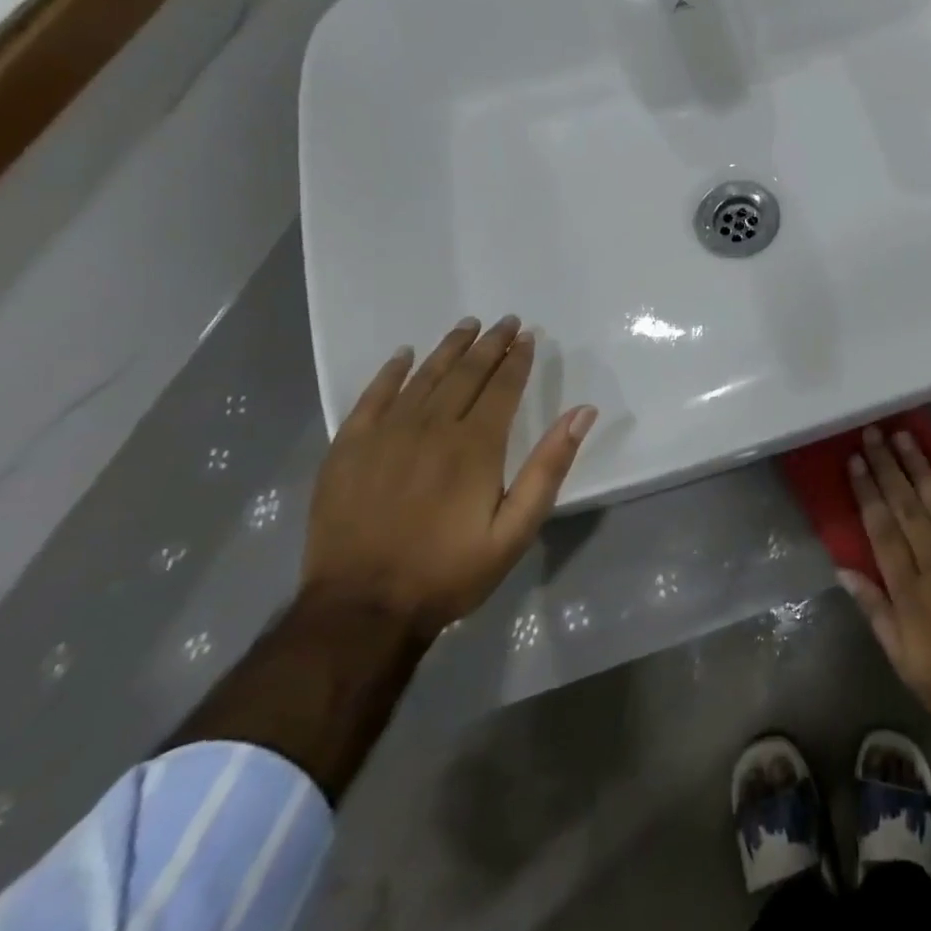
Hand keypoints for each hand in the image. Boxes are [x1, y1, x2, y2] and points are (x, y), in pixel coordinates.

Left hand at [302, 316, 596, 636]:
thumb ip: (549, 467)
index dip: (517, 359)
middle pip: (465, 373)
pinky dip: (389, 373)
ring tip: (466, 326)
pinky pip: (371, 398)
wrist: (362, 610)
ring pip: (423, 377)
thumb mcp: (516, 530)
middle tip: (504, 321)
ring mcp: (384, 436)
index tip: (528, 336)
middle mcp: (431, 428)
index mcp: (475, 446)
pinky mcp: (348, 450)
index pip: (502, 386)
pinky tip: (403, 355)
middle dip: (489, 345)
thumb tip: (582, 413)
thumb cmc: (449, 571)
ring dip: (448, 348)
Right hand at [841, 428, 930, 739]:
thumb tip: (844, 569)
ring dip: (920, 467)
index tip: (855, 461)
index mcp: (910, 594)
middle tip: (873, 433)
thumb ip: (876, 612)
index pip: (882, 531)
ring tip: (904, 436)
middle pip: (907, 508)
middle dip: (888, 468)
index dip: (867, 493)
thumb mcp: (904, 662)